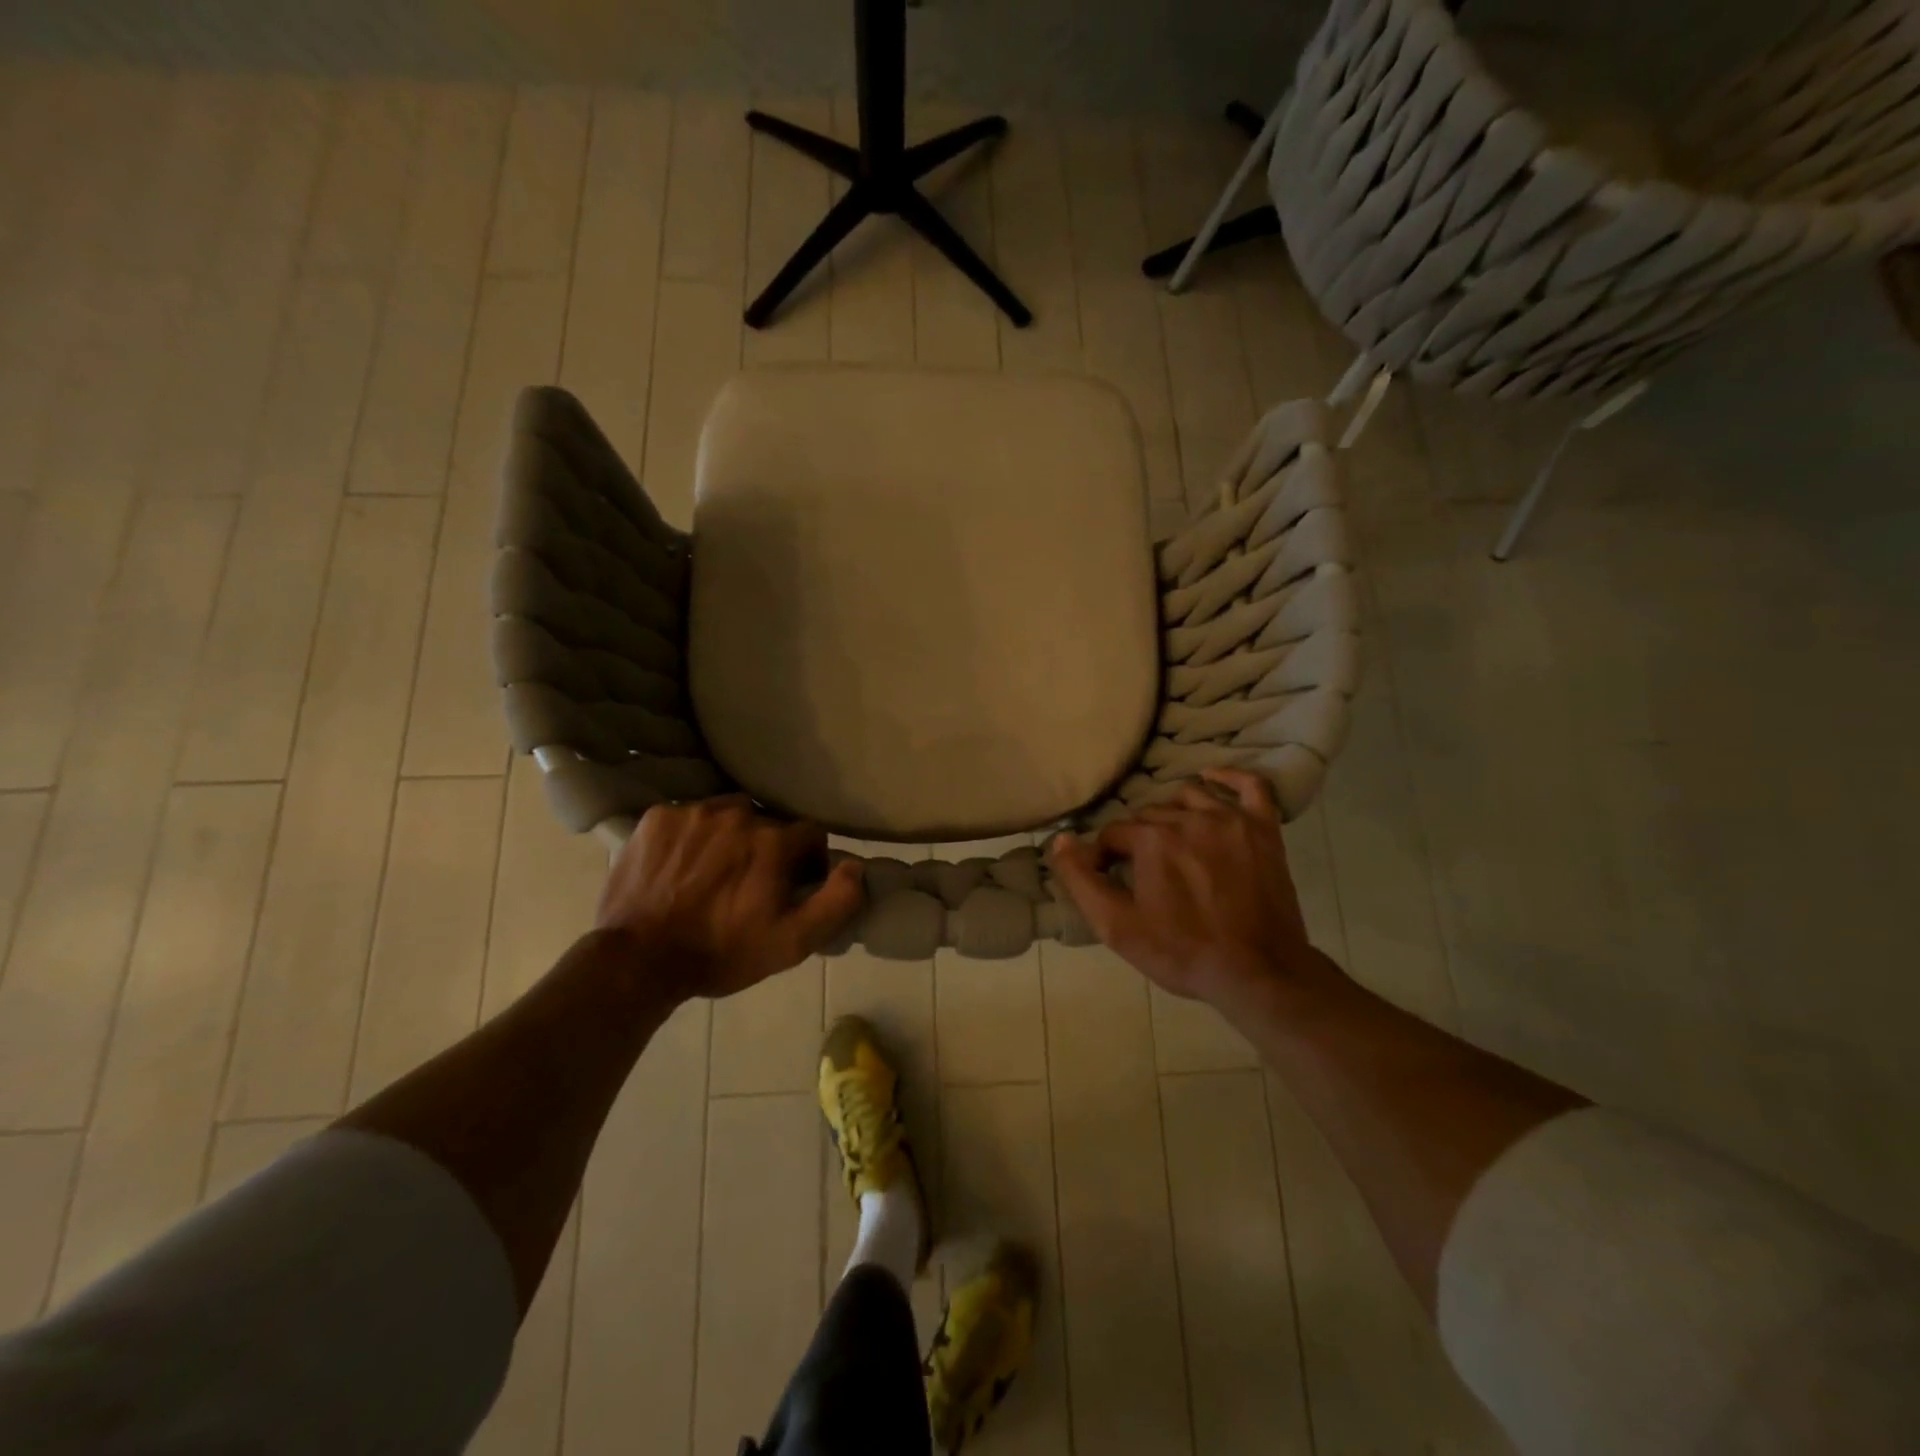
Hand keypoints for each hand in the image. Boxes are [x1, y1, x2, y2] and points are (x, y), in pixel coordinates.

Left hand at [596, 797, 863, 999]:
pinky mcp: (657, 817)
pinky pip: (688, 817)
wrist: (638, 961)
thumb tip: (855, 865)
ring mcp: (693, 812)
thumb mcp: (793, 943)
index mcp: (773, 840)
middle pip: (767, 823)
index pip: (810, 834)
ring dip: (729, 837)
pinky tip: (680, 868)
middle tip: (748, 886)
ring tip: (712, 874)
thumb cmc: (721, 953)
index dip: (807, 862)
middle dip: (766, 849)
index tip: (791, 887)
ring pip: (727, 814)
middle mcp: (737, 814)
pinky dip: (690, 837)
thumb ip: (836, 901)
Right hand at [1047, 768, 1326, 1006]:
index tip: (1112, 880)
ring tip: (1173, 842)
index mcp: (1152, 840)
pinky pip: (1250, 787)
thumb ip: (1080, 880)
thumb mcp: (1116, 927)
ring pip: (1188, 797)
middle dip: (1139, 838)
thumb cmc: (1182, 952)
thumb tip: (1060, 839)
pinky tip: (1212, 779)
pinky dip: (1228, 778)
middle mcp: (1189, 819)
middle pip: (1149, 815)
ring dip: (1173, 814)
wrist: (1259, 974)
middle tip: (1145, 872)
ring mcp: (1231, 821)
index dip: (1106, 856)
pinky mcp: (1264, 830)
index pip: (1114, 833)